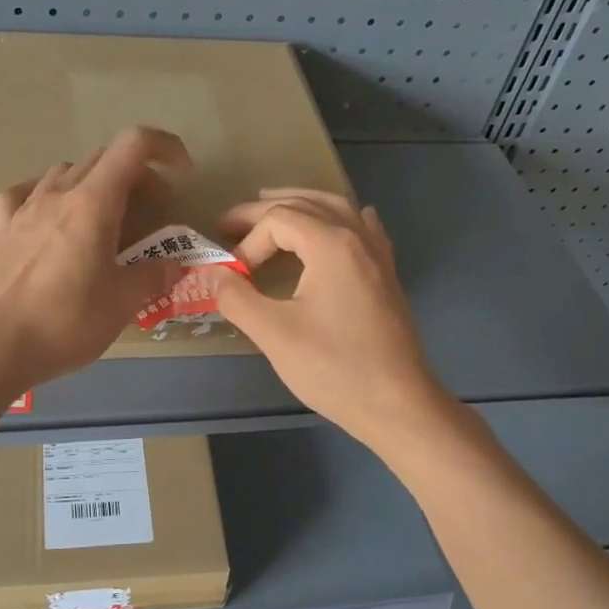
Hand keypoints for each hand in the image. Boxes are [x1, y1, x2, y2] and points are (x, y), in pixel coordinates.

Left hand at [0, 126, 189, 388]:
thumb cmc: (68, 321)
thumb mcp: (124, 302)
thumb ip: (154, 275)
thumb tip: (173, 264)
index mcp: (93, 202)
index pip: (133, 145)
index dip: (164, 148)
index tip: (182, 176)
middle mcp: (58, 194)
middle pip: (102, 159)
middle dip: (136, 176)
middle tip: (152, 211)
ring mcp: (25, 209)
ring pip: (65, 172)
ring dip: (94, 184)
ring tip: (106, 216)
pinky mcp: (4, 230)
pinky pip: (24, 194)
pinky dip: (46, 195)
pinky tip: (50, 214)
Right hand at [210, 189, 450, 450]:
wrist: (397, 404)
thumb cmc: (333, 368)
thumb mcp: (274, 334)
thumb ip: (236, 297)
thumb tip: (211, 274)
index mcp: (331, 244)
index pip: (277, 220)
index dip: (248, 242)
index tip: (234, 277)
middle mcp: (358, 237)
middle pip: (306, 204)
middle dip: (264, 210)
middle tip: (229, 222)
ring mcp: (378, 254)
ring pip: (337, 208)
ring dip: (301, 204)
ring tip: (272, 206)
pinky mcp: (387, 275)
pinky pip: (362, 227)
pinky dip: (338, 218)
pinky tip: (336, 227)